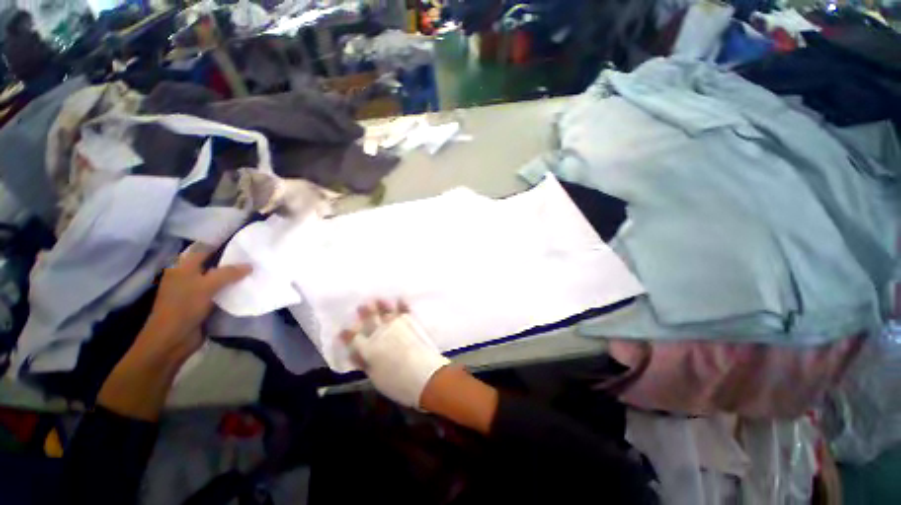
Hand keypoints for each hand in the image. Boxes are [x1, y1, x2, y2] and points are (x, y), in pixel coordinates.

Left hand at [98, 246, 250, 420]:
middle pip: (212, 262)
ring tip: (255, 269)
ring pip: (217, 277)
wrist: (172, 340)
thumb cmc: (184, 308)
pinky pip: (220, 291)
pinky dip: (231, 288)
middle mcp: (188, 275)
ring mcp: (195, 290)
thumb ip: (228, 273)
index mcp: (182, 267)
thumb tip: (250, 264)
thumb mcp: (206, 286)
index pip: (204, 248)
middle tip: (253, 255)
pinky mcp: (202, 303)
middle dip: (231, 259)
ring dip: (233, 275)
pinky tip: (246, 286)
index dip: (221, 243)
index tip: (243, 240)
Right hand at [340, 300, 450, 408]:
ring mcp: (397, 325)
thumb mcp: (376, 379)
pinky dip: (402, 304)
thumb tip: (356, 355)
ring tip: (378, 299)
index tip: (343, 330)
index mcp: (368, 349)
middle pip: (370, 321)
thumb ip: (366, 364)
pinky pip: (405, 311)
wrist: (426, 376)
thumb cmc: (399, 384)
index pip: (354, 339)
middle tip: (361, 306)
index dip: (347, 335)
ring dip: (381, 305)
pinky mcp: (411, 323)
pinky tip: (400, 298)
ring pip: (386, 312)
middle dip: (364, 313)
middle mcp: (380, 333)